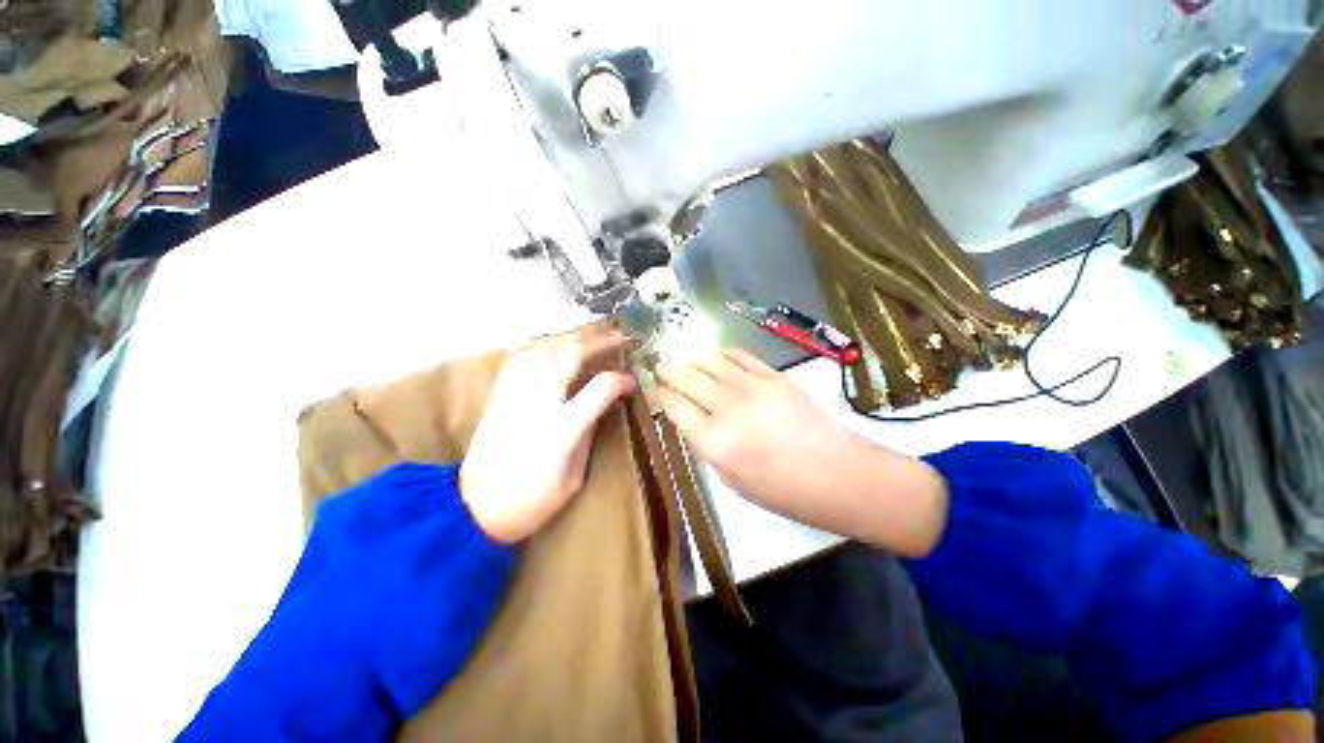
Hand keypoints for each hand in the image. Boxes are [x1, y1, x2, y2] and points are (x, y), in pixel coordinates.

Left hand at [461, 324, 635, 542]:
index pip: (600, 389)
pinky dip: (539, 345)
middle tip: (616, 336)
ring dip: (569, 338)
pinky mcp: (497, 396)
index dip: (620, 380)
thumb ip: (590, 433)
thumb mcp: (575, 477)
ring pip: (543, 350)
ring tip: (589, 335)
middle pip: (569, 356)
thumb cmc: (533, 502)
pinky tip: (553, 344)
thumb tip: (606, 404)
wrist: (475, 509)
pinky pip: (518, 359)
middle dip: (598, 341)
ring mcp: (514, 396)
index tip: (630, 382)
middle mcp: (537, 404)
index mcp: (562, 429)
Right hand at [655, 349, 946, 556]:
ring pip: (710, 361)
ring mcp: (752, 387)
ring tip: (685, 361)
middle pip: (687, 377)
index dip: (660, 395)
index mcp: (714, 442)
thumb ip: (707, 446)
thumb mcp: (732, 480)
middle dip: (669, 370)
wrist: (837, 474)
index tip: (654, 390)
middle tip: (661, 367)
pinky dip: (722, 354)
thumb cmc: (782, 490)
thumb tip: (691, 419)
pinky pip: (739, 355)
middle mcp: (728, 409)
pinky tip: (716, 358)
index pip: (674, 406)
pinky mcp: (773, 376)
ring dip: (692, 359)